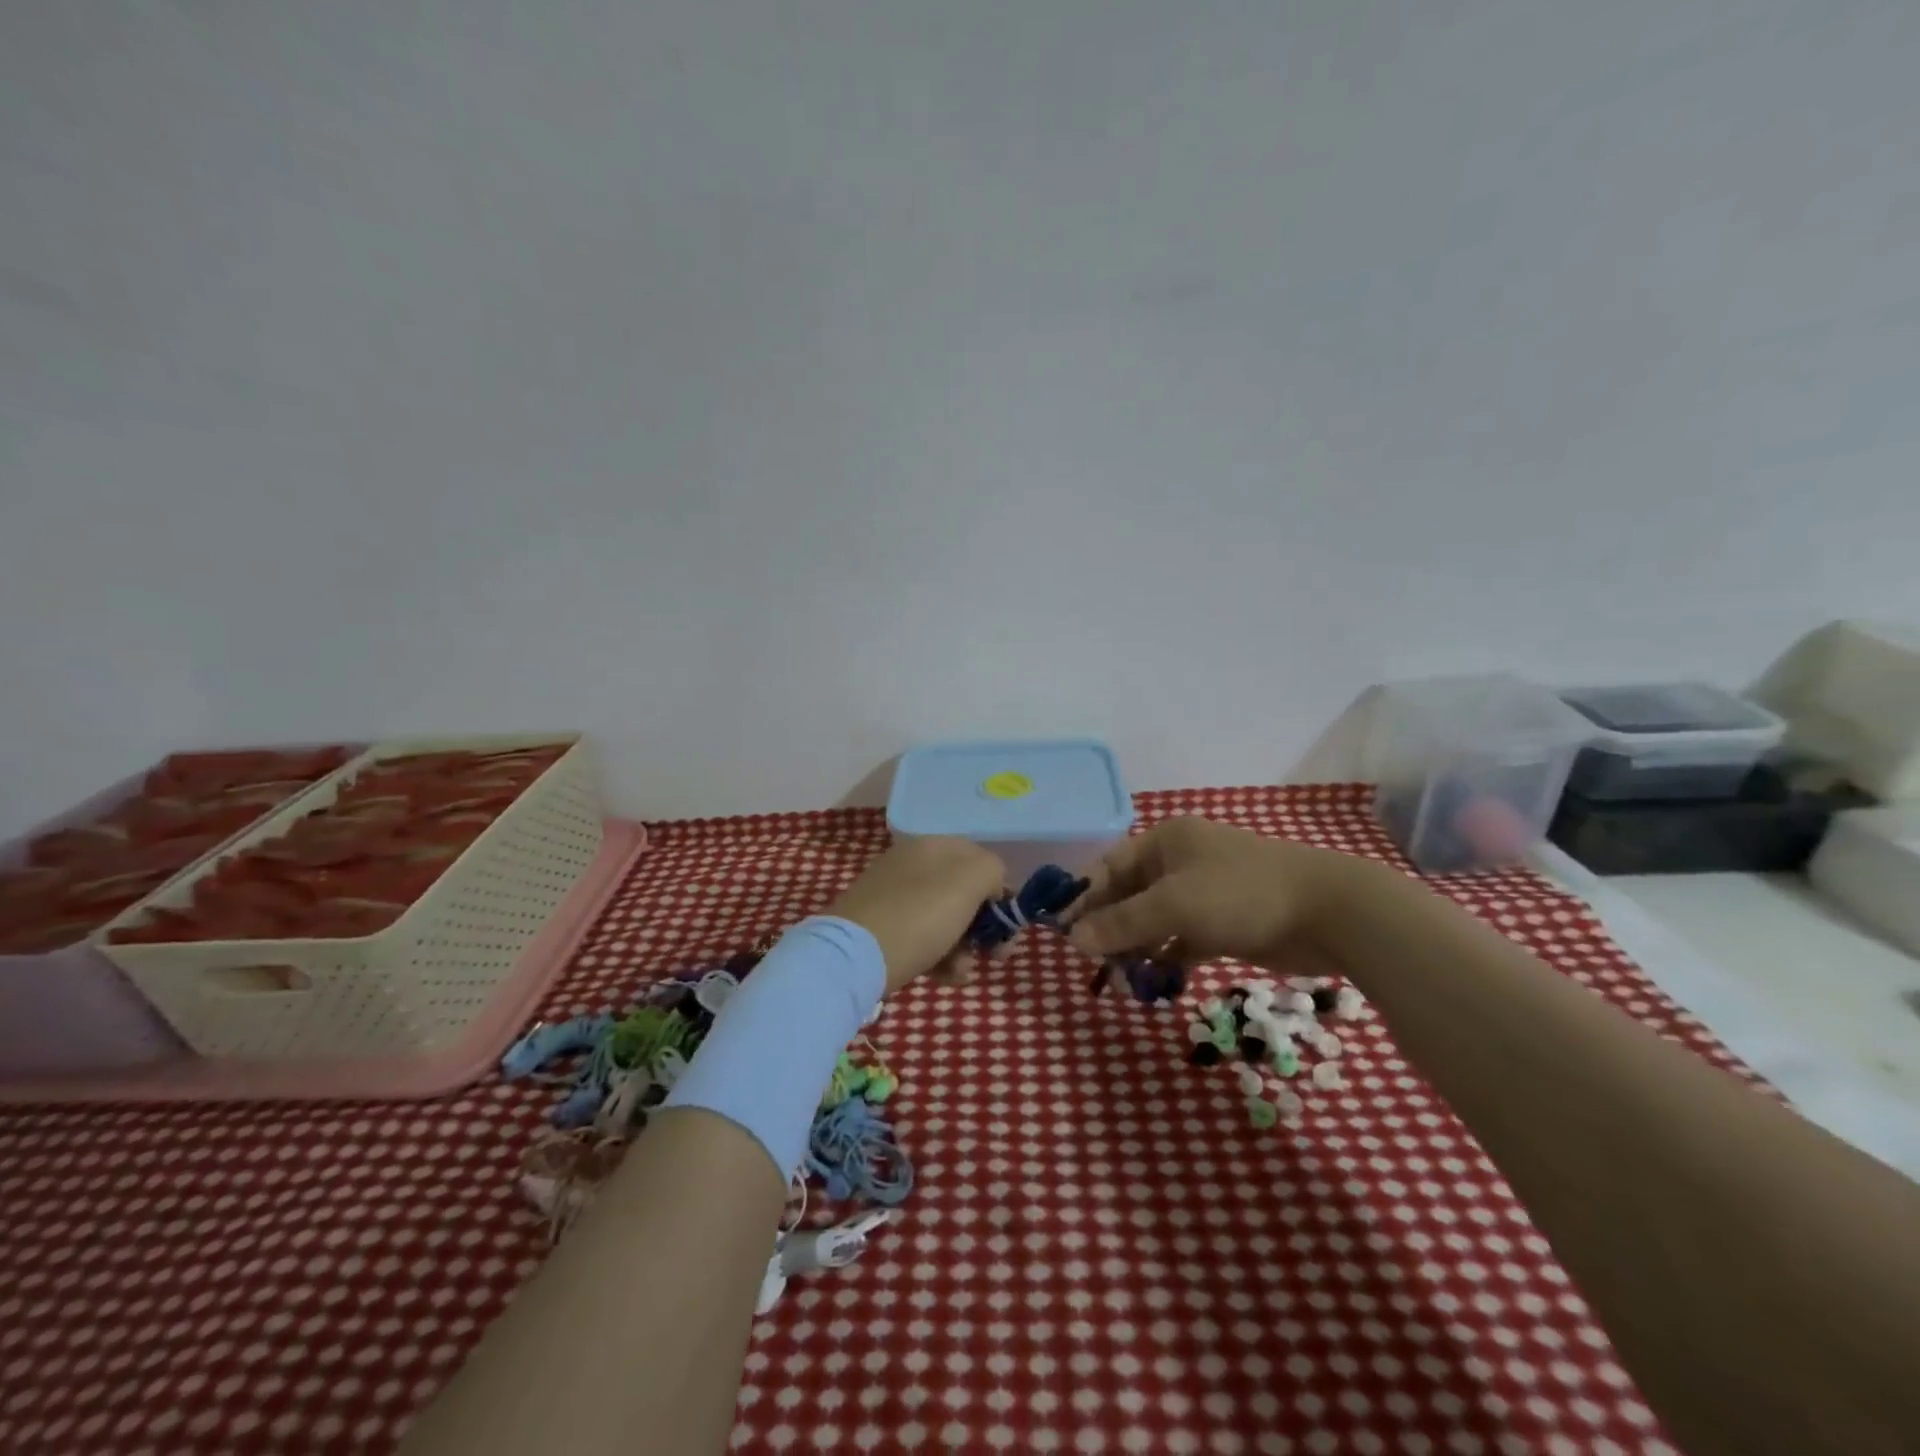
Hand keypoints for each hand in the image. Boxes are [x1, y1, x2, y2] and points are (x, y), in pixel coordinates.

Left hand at [827, 837, 1007, 993]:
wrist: (854, 956)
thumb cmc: (920, 915)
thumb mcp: (969, 881)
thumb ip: (992, 870)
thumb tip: (992, 883)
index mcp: (933, 846)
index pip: (980, 860)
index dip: (1000, 890)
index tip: (1007, 923)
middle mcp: (912, 865)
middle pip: (963, 893)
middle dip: (985, 925)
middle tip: (996, 954)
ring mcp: (894, 897)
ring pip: (945, 920)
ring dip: (964, 948)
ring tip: (961, 971)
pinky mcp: (881, 928)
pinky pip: (922, 938)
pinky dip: (939, 958)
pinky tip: (944, 977)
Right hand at [1067, 817, 1378, 969]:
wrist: (1330, 913)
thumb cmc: (1241, 894)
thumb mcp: (1174, 905)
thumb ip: (1122, 923)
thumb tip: (1074, 940)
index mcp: (1165, 842)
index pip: (1108, 867)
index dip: (1083, 897)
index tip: (1061, 931)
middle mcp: (1179, 862)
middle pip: (1129, 895)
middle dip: (1108, 927)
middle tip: (1089, 963)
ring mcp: (1203, 893)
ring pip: (1154, 920)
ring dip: (1135, 946)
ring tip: (1118, 979)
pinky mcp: (1223, 923)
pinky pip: (1180, 939)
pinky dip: (1166, 957)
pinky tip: (1153, 979)